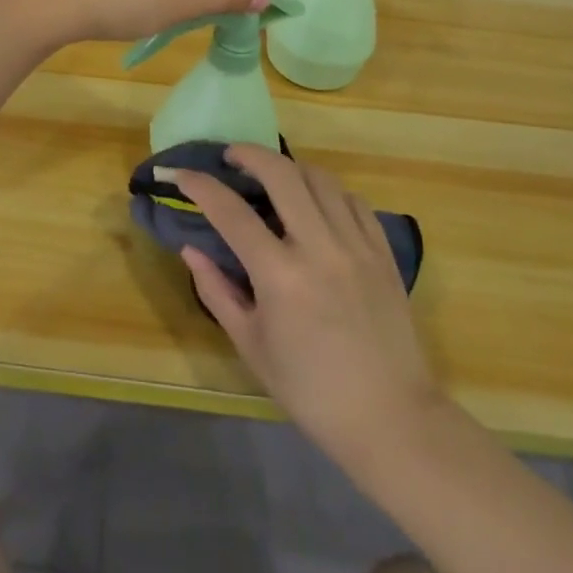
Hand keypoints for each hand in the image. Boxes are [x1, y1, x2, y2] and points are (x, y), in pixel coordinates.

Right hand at [174, 144, 437, 479]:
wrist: (390, 419)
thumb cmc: (311, 390)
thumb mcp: (251, 346)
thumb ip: (217, 290)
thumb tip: (191, 247)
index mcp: (280, 275)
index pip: (231, 212)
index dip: (200, 185)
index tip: (182, 173)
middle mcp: (319, 247)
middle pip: (281, 173)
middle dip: (250, 153)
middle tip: (232, 156)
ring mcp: (356, 245)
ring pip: (320, 178)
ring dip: (290, 168)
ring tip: (273, 176)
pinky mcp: (382, 252)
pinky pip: (353, 201)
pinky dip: (328, 191)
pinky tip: (316, 202)